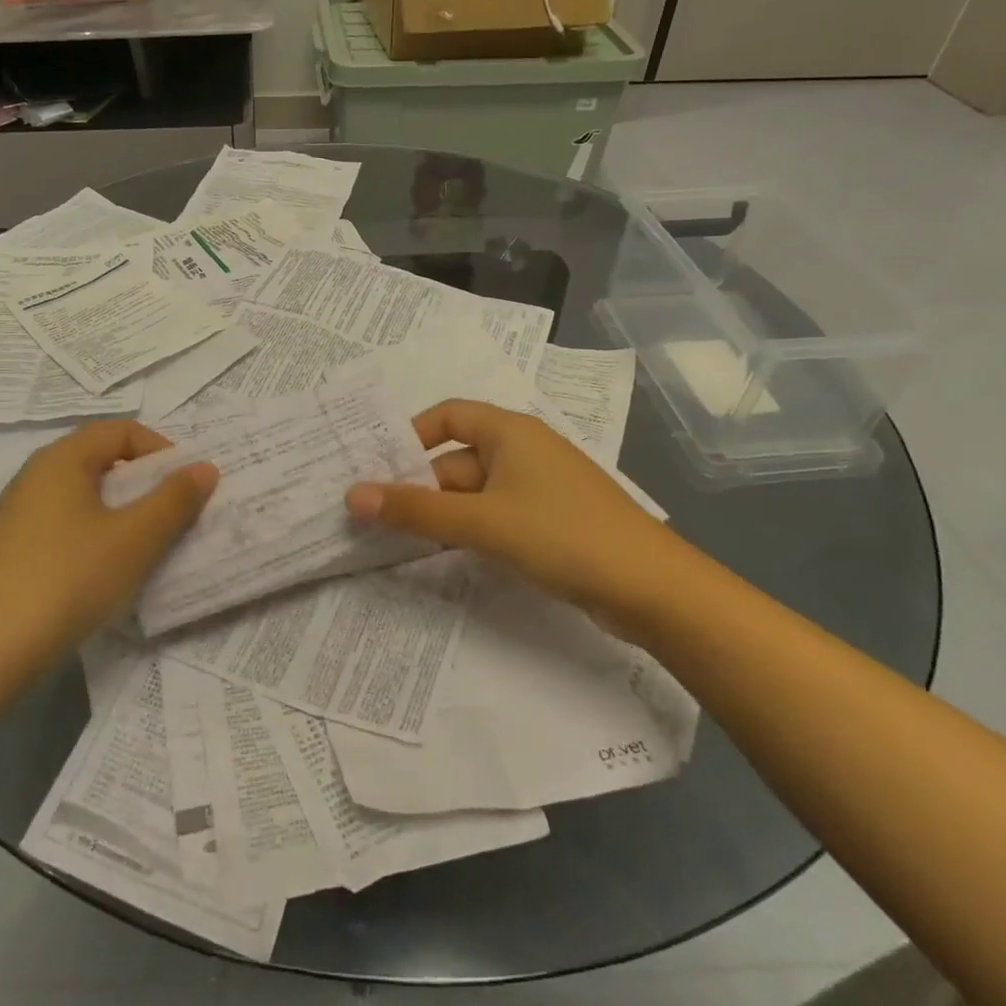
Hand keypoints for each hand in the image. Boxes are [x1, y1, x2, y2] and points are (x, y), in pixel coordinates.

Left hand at [0, 420, 216, 685]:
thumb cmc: (67, 580)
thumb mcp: (134, 540)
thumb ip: (174, 500)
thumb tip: (205, 468)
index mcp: (63, 458)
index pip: (122, 430)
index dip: (161, 451)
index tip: (185, 487)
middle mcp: (36, 475)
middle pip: (102, 460)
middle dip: (145, 484)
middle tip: (173, 517)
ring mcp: (19, 514)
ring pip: (85, 496)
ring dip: (122, 513)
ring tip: (146, 547)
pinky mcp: (11, 550)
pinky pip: (66, 525)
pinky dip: (96, 536)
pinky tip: (105, 573)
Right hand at [345, 399, 679, 632]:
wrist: (654, 589)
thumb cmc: (562, 535)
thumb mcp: (481, 522)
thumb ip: (415, 509)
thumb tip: (352, 494)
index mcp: (510, 431)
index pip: (446, 415)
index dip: (410, 436)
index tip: (379, 468)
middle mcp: (523, 450)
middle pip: (456, 459)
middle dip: (419, 486)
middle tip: (375, 518)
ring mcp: (539, 487)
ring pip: (474, 492)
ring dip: (440, 513)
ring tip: (398, 540)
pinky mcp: (550, 521)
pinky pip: (495, 515)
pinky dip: (468, 529)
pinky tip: (445, 554)